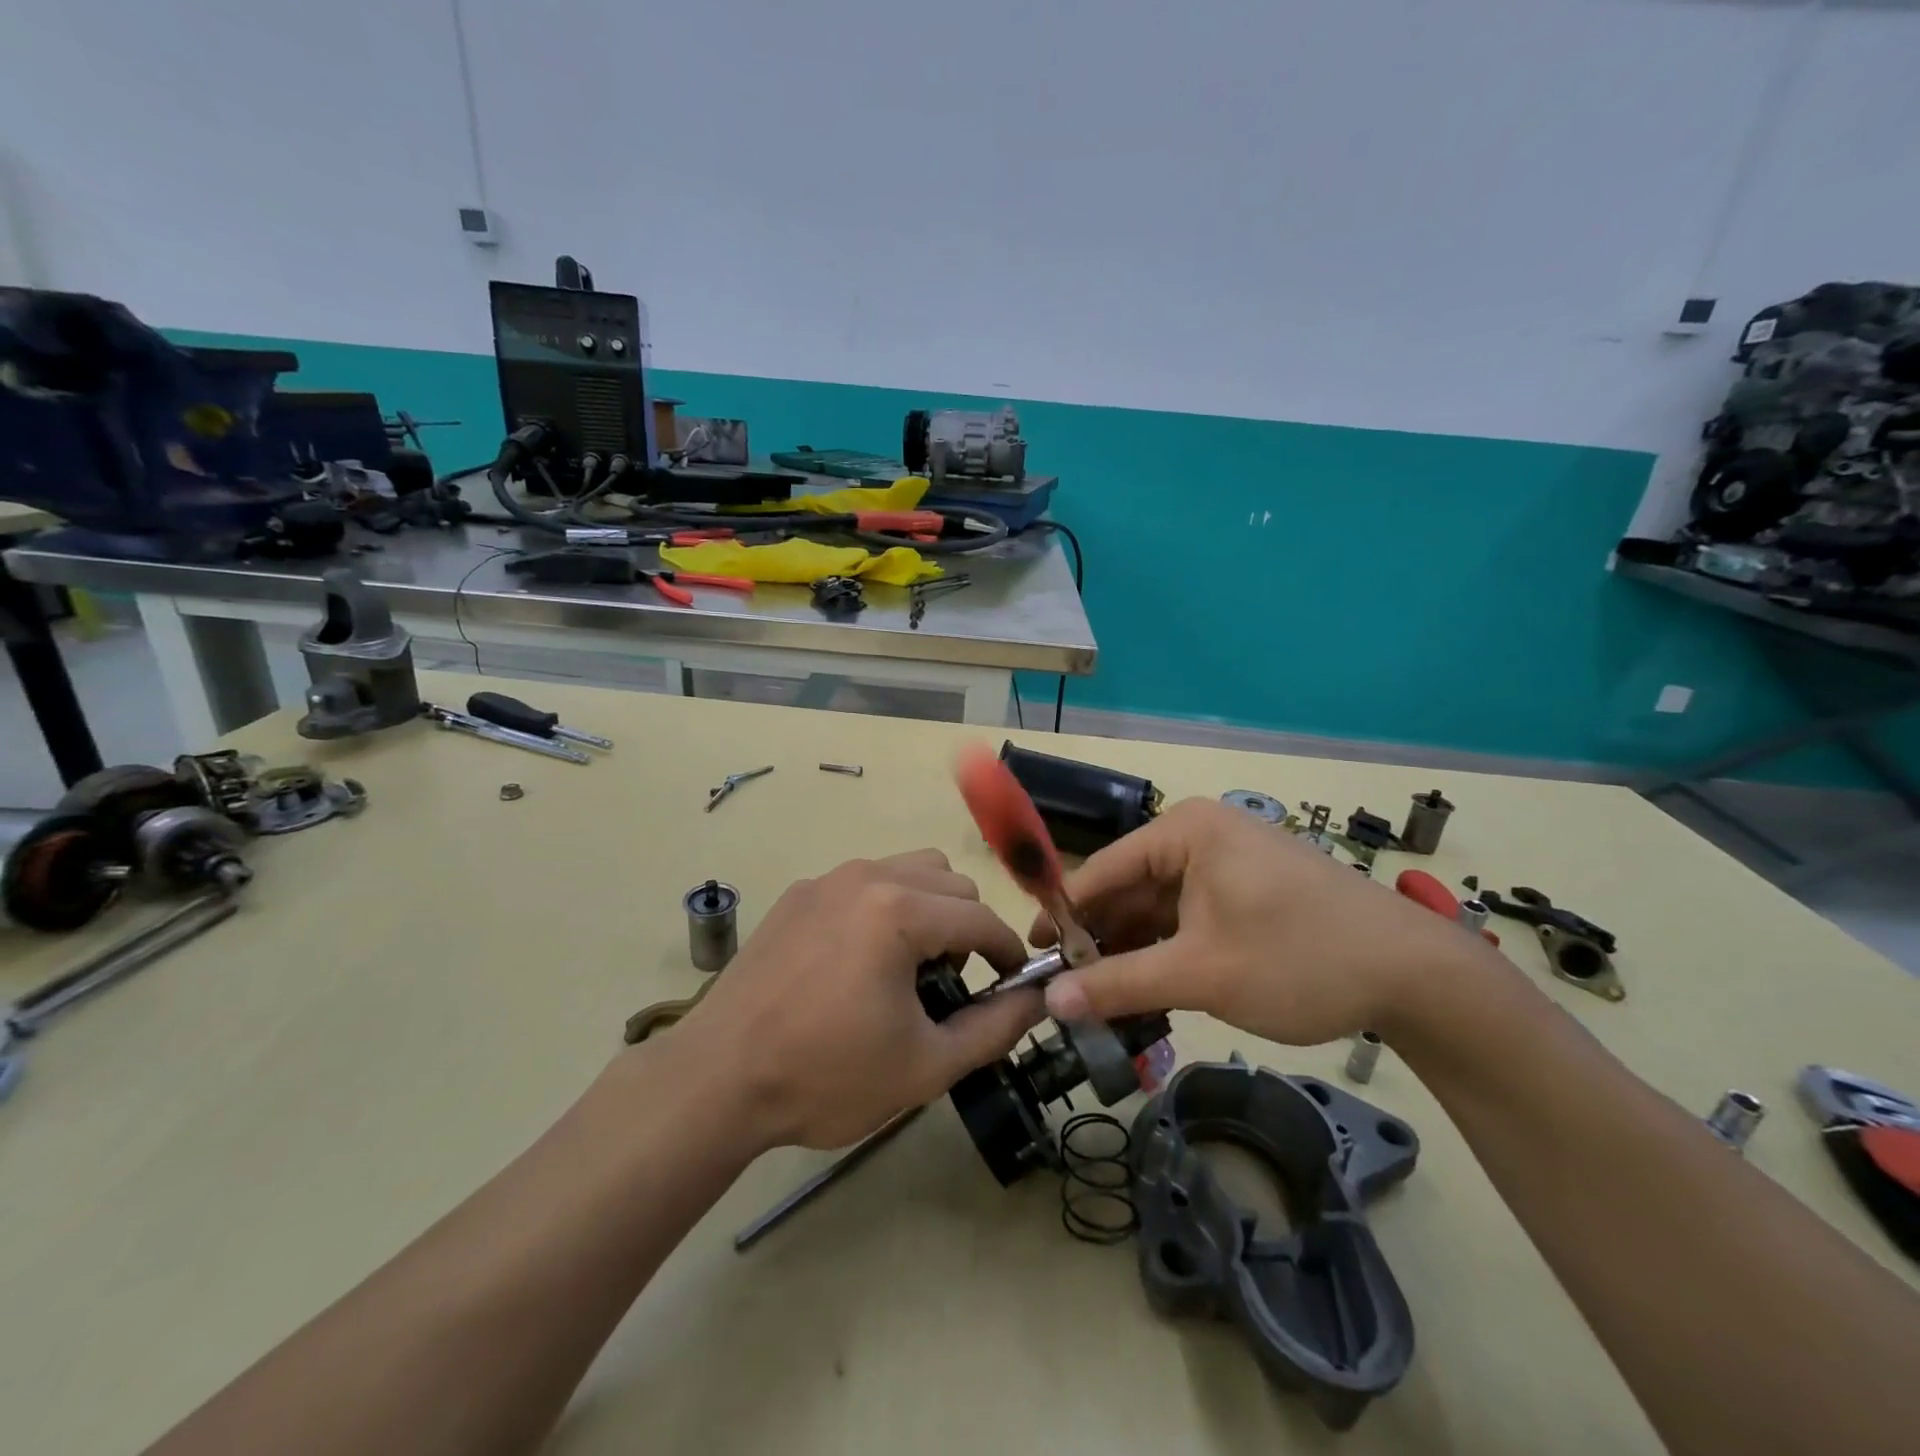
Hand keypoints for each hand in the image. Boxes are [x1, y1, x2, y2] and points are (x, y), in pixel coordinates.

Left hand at [678, 850, 1042, 1150]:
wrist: (718, 1078)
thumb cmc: (827, 1075)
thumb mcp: (925, 1066)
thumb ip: (995, 1029)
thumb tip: (1037, 999)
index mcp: (900, 911)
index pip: (982, 919)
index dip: (1007, 954)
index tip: (1010, 987)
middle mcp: (867, 876)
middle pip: (950, 882)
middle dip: (967, 928)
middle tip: (950, 983)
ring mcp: (827, 879)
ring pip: (909, 870)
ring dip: (929, 908)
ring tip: (908, 965)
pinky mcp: (798, 893)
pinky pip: (864, 881)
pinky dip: (884, 906)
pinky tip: (858, 960)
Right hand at [1033, 798, 1485, 1045]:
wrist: (1419, 977)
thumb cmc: (1299, 958)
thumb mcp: (1201, 973)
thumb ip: (1120, 984)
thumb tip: (1050, 1001)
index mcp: (1185, 832)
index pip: (1102, 869)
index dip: (1063, 913)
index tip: (1033, 955)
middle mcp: (1202, 837)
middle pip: (1130, 889)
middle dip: (1102, 940)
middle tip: (1070, 990)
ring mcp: (1229, 864)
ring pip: (1159, 908)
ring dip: (1134, 952)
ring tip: (1105, 1000)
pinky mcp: (1250, 893)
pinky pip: (1190, 918)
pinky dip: (1169, 952)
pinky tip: (1151, 991)